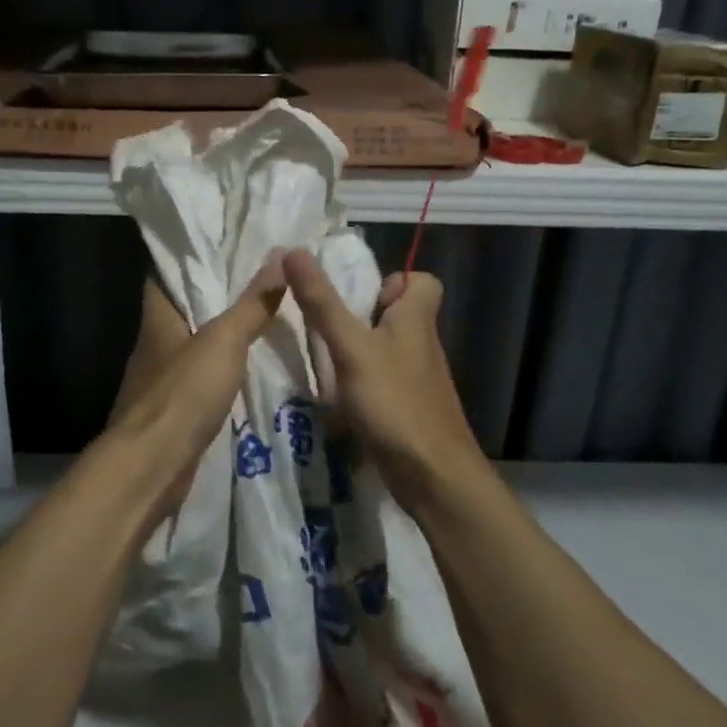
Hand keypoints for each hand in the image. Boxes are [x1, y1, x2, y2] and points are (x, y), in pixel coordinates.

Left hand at [102, 266, 284, 518]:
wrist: (152, 467)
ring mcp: (162, 379)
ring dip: (225, 334)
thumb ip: (251, 303)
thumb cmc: (182, 394)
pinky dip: (225, 370)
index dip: (193, 256)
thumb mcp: (224, 341)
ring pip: (197, 345)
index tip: (227, 243)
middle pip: (187, 309)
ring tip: (266, 316)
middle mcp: (155, 343)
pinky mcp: (175, 410)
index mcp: (158, 317)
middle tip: (262, 277)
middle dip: (219, 295)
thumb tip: (279, 256)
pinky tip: (254, 367)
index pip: (167, 273)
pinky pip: (203, 378)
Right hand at [282, 249, 485, 509]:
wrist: (433, 476)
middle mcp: (421, 344)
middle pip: (397, 315)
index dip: (393, 280)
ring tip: (322, 362)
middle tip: (326, 327)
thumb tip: (293, 250)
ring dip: (356, 353)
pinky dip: (360, 385)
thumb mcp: (350, 347)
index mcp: (417, 318)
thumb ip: (322, 302)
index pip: (422, 281)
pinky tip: (335, 399)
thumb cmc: (394, 401)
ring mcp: (417, 379)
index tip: (358, 296)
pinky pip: (382, 383)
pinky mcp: (408, 409)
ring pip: (386, 350)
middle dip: (361, 317)